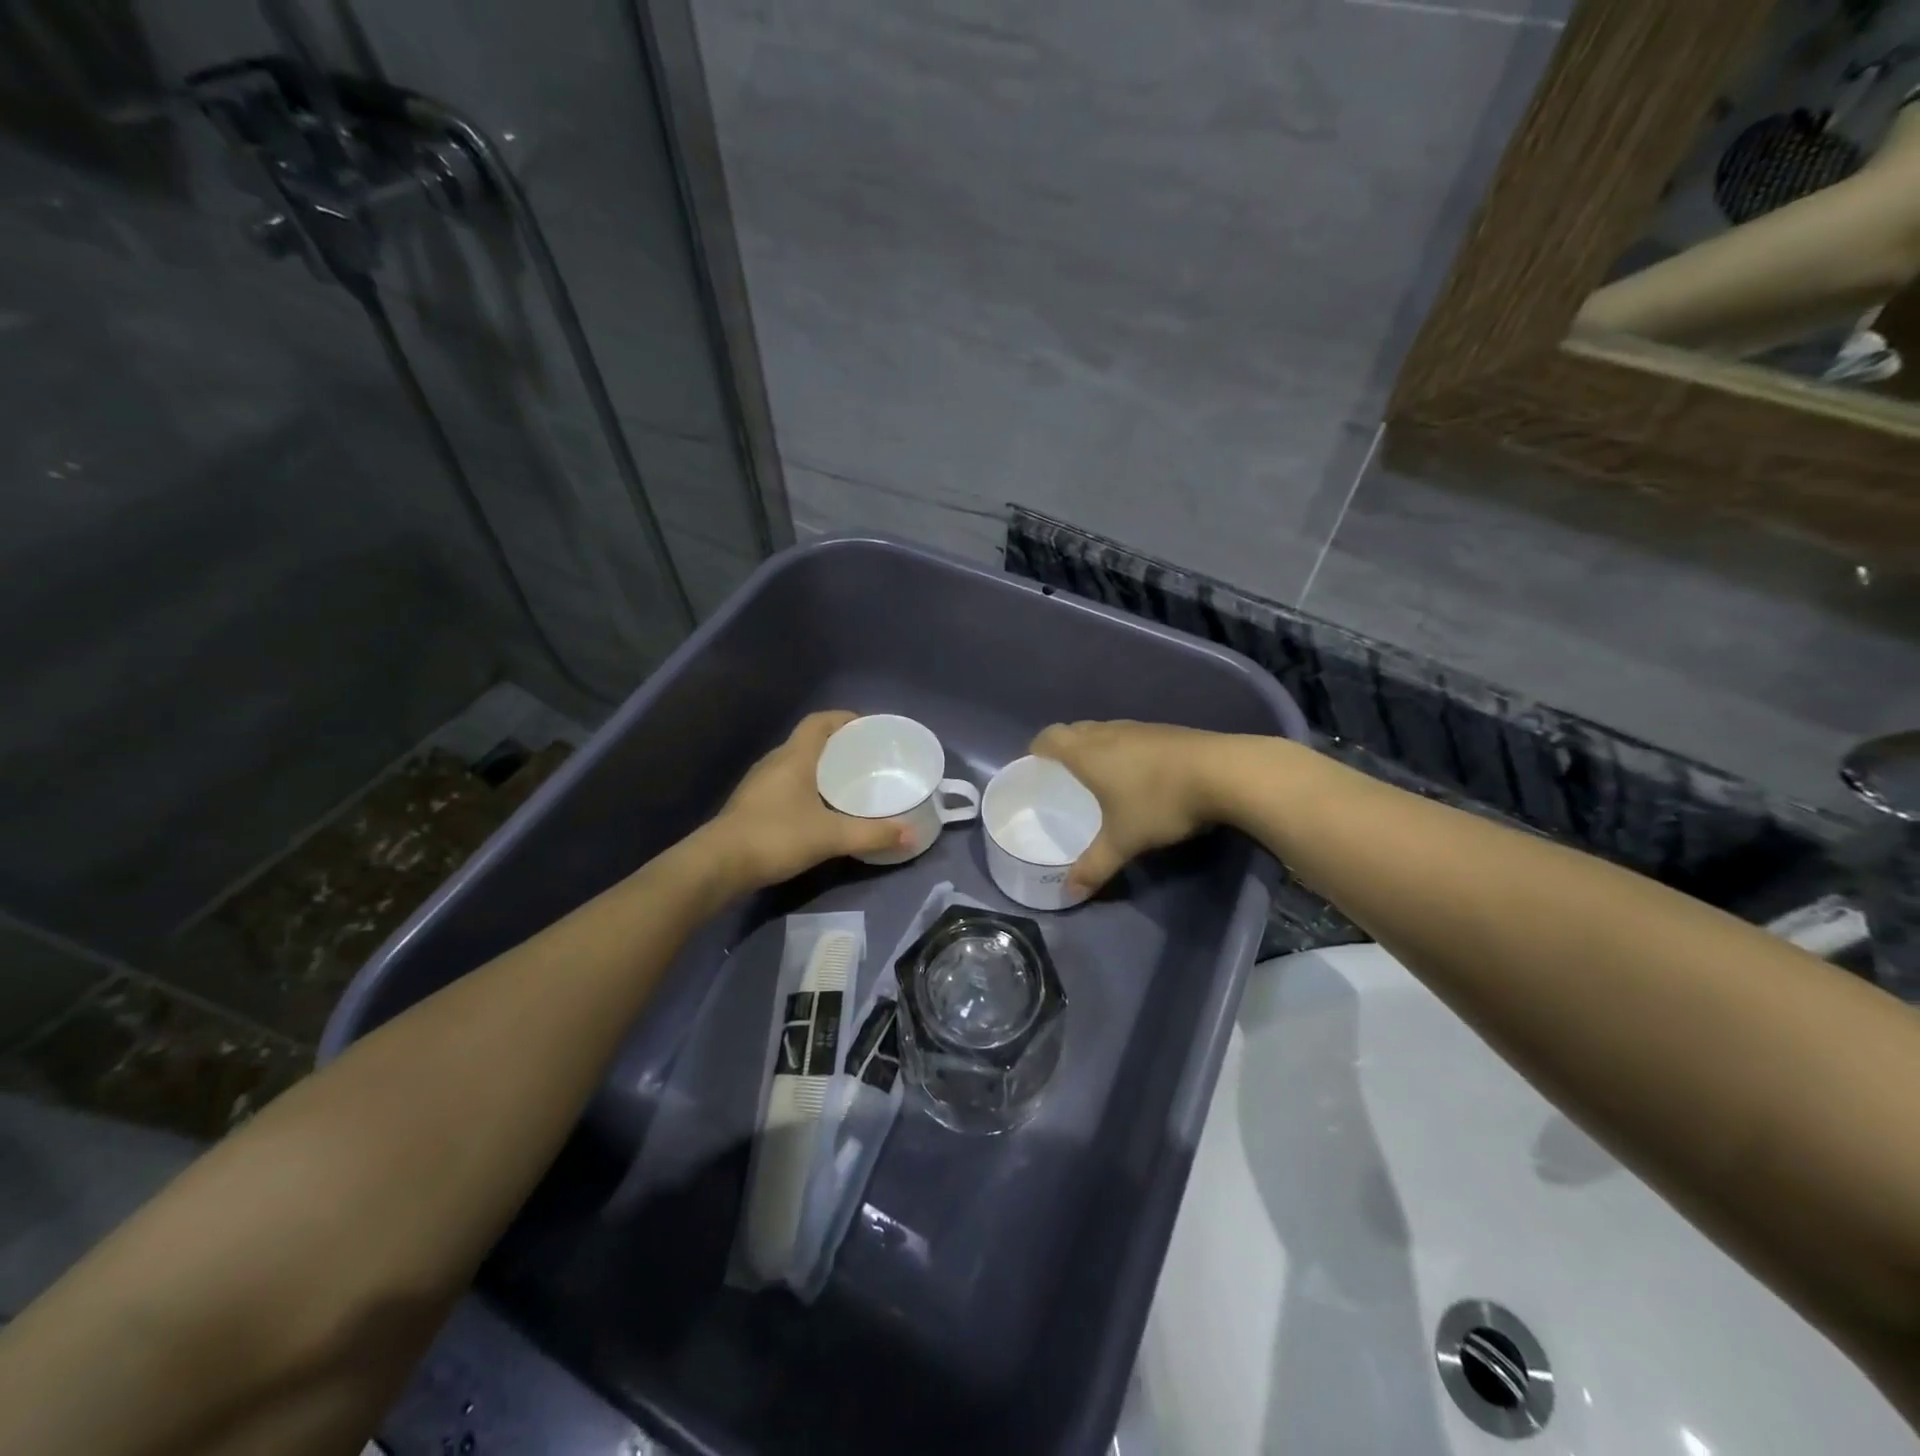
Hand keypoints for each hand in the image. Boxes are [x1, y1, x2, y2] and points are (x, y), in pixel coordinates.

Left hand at [708, 711, 908, 888]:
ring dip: (821, 767)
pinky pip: (786, 784)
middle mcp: (775, 762)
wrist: (717, 865)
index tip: (869, 729)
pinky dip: (806, 787)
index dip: (844, 718)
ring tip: (848, 783)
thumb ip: (872, 834)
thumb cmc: (776, 837)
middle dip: (838, 745)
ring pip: (796, 763)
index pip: (820, 721)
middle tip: (867, 759)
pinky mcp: (751, 805)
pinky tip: (819, 809)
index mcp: (794, 757)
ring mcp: (759, 783)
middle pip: (809, 740)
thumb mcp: (830, 836)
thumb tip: (910, 834)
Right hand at [1031, 720, 1223, 893]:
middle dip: (1064, 747)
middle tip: (1062, 774)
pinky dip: (1123, 749)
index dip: (1037, 748)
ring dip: (1095, 746)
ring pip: (1105, 730)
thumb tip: (1068, 894)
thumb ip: (1094, 866)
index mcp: (1088, 753)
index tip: (1034, 765)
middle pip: (1075, 730)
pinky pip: (1131, 736)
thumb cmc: (1160, 802)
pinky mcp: (1167, 732)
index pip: (1050, 738)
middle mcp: (1109, 733)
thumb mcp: (1124, 841)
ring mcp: (1141, 729)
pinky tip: (1138, 773)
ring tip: (1098, 774)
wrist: (1224, 773)